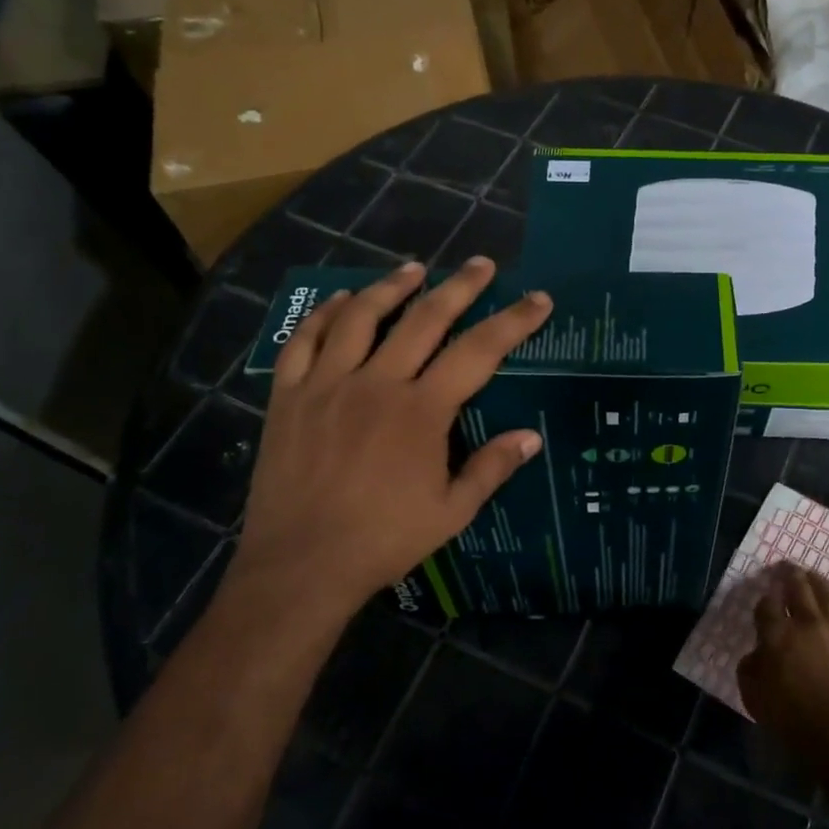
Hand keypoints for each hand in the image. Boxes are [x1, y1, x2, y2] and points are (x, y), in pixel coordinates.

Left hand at [224, 257, 551, 635]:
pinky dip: (325, 315)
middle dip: (460, 287)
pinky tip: (342, 301)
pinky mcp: (289, 396)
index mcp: (422, 411)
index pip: (479, 352)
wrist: (300, 565)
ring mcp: (327, 385)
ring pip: (362, 318)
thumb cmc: (384, 539)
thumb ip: (491, 468)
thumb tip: (531, 436)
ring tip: (414, 268)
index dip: (514, 321)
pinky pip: (304, 341)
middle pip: (425, 319)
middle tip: (481, 263)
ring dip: (392, 287)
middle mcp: (377, 383)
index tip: (539, 299)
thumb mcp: (451, 512)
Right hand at [738, 563, 828, 767]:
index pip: (767, 604)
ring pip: (828, 597)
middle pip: (799, 589)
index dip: (764, 598)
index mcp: (777, 634)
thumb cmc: (791, 719)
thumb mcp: (754, 697)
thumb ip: (751, 670)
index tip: (763, 596)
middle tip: (788, 566)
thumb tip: (756, 655)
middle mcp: (806, 625)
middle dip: (791, 575)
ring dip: (819, 584)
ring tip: (814, 577)